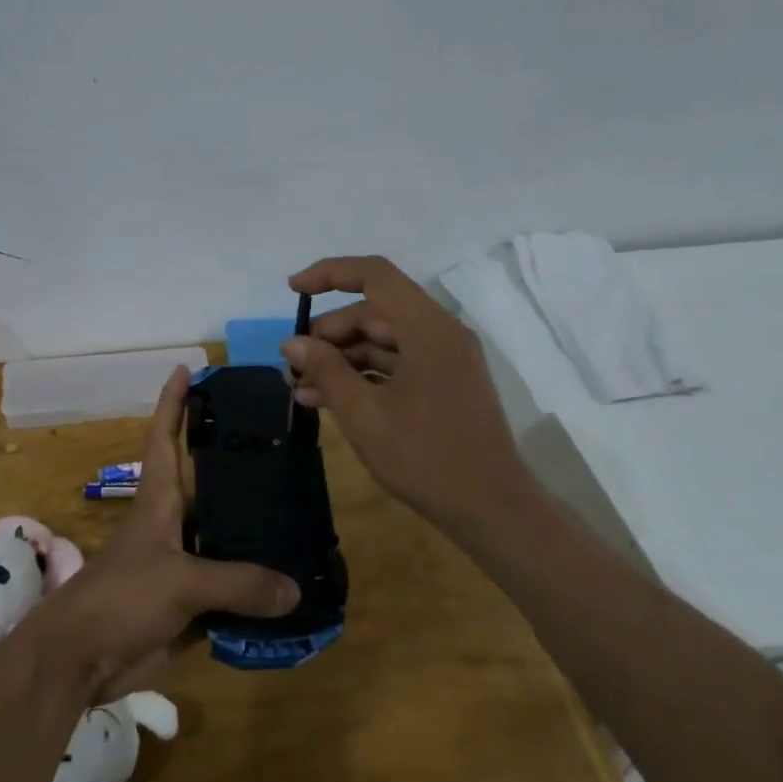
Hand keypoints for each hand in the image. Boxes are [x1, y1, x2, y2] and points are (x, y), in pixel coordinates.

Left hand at [25, 365, 298, 700]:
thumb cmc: (120, 599)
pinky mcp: (187, 604)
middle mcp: (172, 524)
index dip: (174, 402)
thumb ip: (239, 584)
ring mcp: (179, 565)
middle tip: (285, 450)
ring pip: (225, 541)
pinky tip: (290, 587)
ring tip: (303, 518)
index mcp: (159, 500)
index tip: (188, 368)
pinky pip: (229, 590)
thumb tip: (294, 590)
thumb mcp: (180, 582)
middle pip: (210, 487)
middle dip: (240, 469)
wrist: (80, 660)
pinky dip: (254, 590)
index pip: (165, 437)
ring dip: (256, 536)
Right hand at [283, 255, 531, 531]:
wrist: (490, 508)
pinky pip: (396, 365)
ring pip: (382, 341)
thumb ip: (326, 370)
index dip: (330, 274)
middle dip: (329, 333)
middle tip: (294, 362)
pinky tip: (325, 400)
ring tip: (300, 387)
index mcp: (427, 329)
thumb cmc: (424, 457)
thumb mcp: (363, 414)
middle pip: (375, 311)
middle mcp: (440, 333)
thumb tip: (292, 342)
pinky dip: (362, 376)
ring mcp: (444, 360)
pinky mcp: (443, 384)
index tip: (293, 290)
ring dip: (340, 359)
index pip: (374, 275)